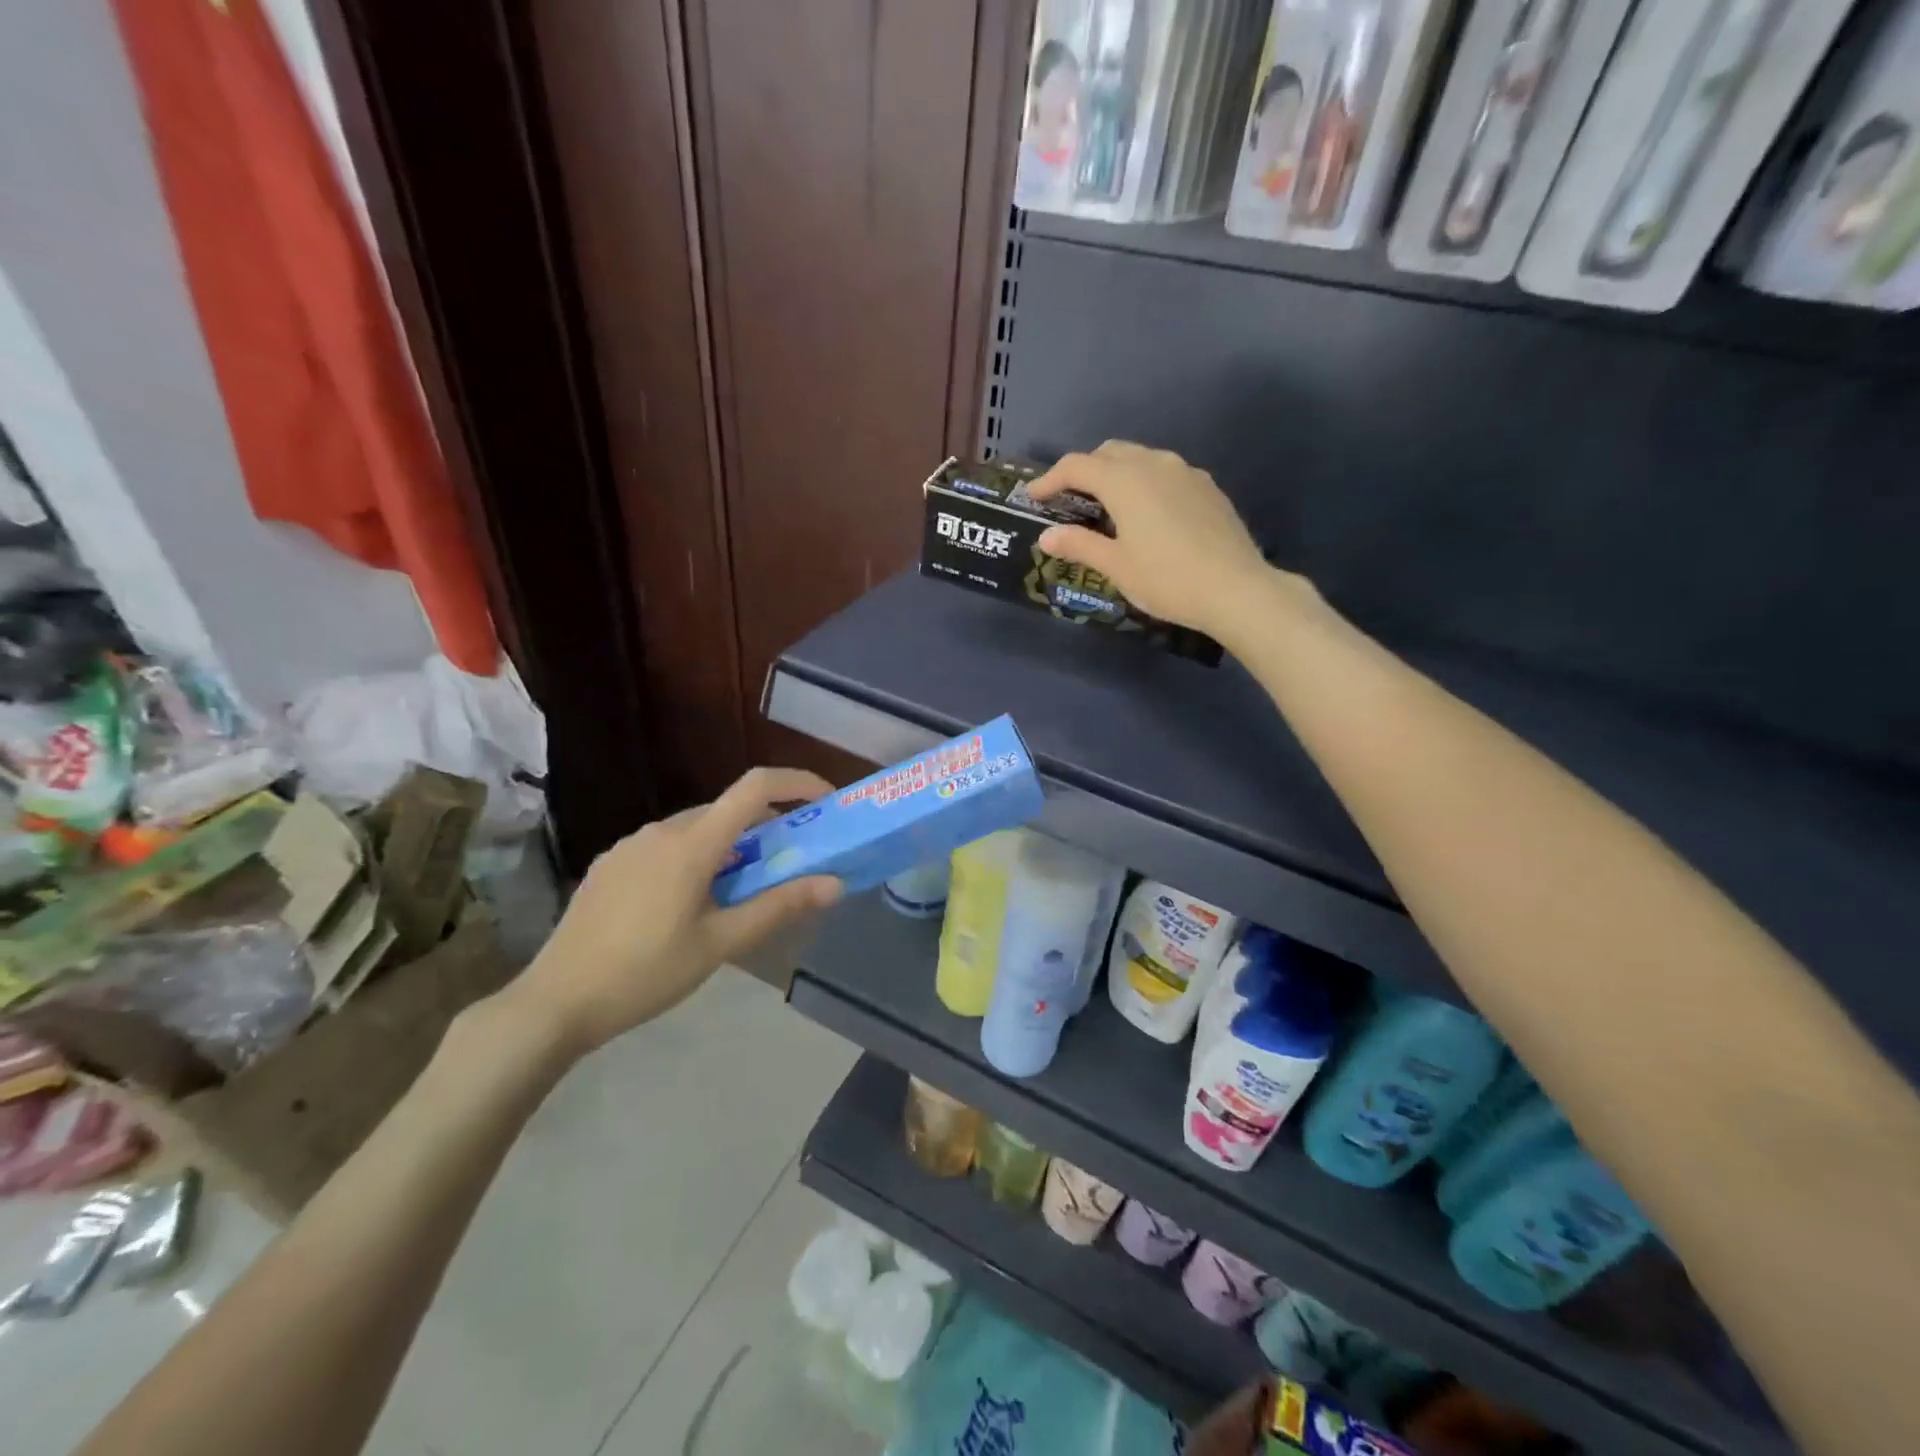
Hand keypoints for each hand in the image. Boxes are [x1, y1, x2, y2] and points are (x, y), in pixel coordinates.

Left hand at [505, 767, 842, 1056]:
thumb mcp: (720, 943)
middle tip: (788, 865)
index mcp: (692, 843)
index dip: (797, 782)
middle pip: (728, 810)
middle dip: (767, 828)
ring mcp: (630, 845)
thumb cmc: (646, 972)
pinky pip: (667, 846)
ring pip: (696, 829)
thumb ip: (778, 907)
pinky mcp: (611, 864)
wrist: (555, 1002)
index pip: (755, 787)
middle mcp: (661, 830)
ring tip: (739, 893)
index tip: (826, 800)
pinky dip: (696, 858)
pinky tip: (688, 904)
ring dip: (730, 847)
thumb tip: (834, 884)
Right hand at [1028, 441, 1274, 637]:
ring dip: (1116, 473)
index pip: (1077, 466)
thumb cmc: (1167, 579)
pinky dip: (1144, 482)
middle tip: (1069, 500)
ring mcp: (1186, 472)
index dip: (1050, 479)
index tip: (1032, 496)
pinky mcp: (1207, 487)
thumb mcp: (1116, 566)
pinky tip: (1146, 514)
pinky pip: (1165, 473)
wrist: (1236, 588)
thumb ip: (1079, 545)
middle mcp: (1154, 464)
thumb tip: (1047, 536)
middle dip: (1084, 470)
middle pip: (1109, 453)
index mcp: (1125, 480)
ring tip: (1106, 506)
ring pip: (1140, 458)